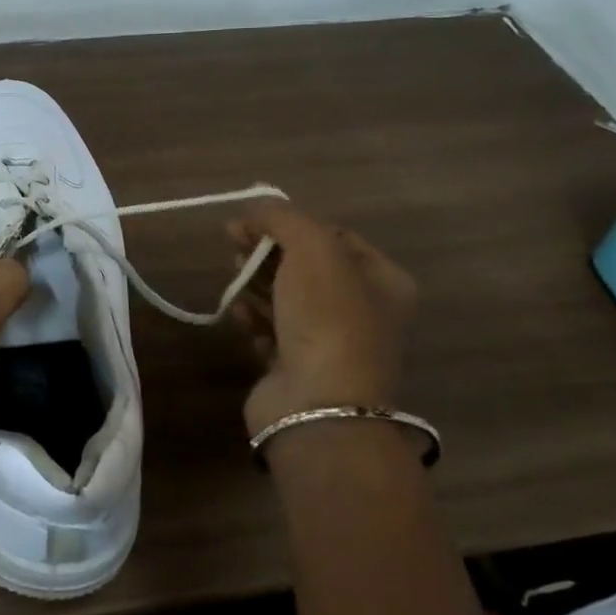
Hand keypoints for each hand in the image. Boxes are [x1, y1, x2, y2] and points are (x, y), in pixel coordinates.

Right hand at [230, 201, 418, 435]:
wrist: (318, 405)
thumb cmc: (326, 318)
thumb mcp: (312, 249)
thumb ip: (283, 217)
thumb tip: (255, 209)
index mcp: (383, 281)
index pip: (334, 235)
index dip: (291, 223)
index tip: (252, 220)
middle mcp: (363, 311)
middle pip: (306, 265)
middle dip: (268, 250)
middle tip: (233, 241)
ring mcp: (330, 342)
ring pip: (286, 297)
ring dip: (256, 281)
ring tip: (232, 274)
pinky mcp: (298, 367)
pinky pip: (271, 330)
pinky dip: (253, 317)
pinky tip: (238, 312)